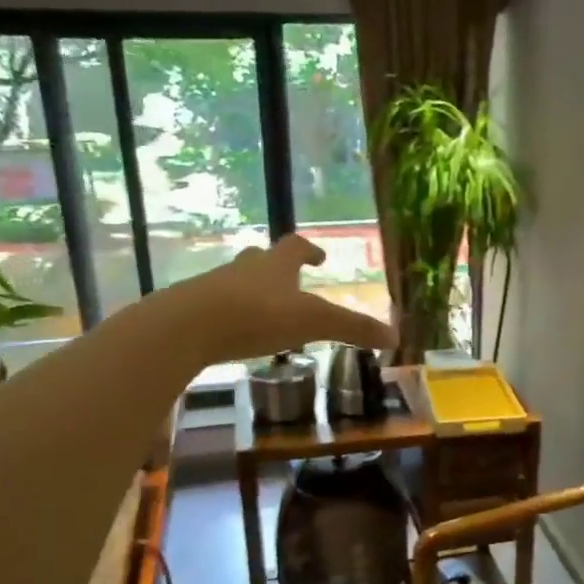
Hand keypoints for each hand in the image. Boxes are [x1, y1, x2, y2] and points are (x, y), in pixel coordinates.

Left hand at [161, 233, 397, 363]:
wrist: (187, 326)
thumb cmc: (257, 315)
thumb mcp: (313, 322)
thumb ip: (352, 329)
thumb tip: (395, 337)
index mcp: (275, 265)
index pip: (296, 247)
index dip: (310, 250)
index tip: (319, 257)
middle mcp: (244, 269)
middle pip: (261, 260)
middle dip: (276, 269)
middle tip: (289, 283)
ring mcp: (214, 287)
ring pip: (236, 282)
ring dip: (251, 292)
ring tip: (262, 313)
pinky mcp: (191, 311)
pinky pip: (214, 308)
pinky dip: (228, 317)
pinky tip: (232, 336)